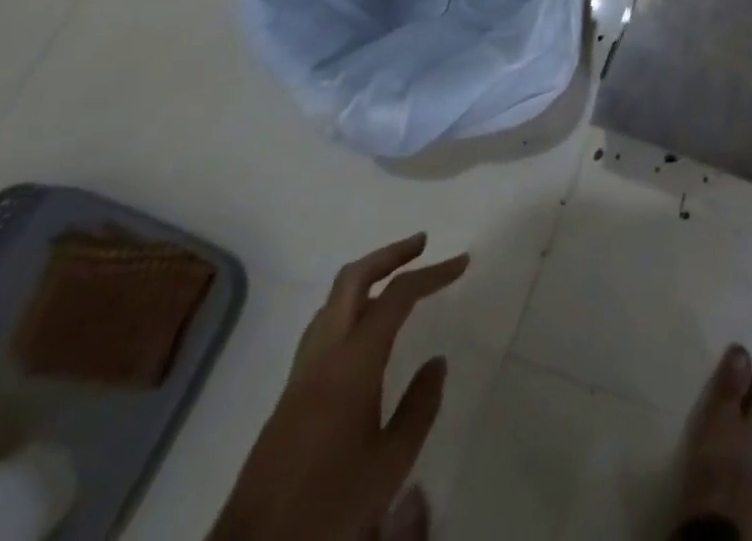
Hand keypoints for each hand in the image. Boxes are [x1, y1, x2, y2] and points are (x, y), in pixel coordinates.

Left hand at [209, 234, 469, 540]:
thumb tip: (436, 362)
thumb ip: (419, 407)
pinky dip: (351, 308)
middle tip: (422, 245)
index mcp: (352, 362)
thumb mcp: (390, 464)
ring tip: (397, 280)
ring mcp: (300, 374)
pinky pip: (323, 328)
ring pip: (332, 302)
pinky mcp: (289, 395)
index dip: (432, 273)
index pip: (397, 296)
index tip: (462, 262)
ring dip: (367, 279)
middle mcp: (323, 355)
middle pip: (352, 279)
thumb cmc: (329, 505)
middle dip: (389, 255)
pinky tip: (366, 331)